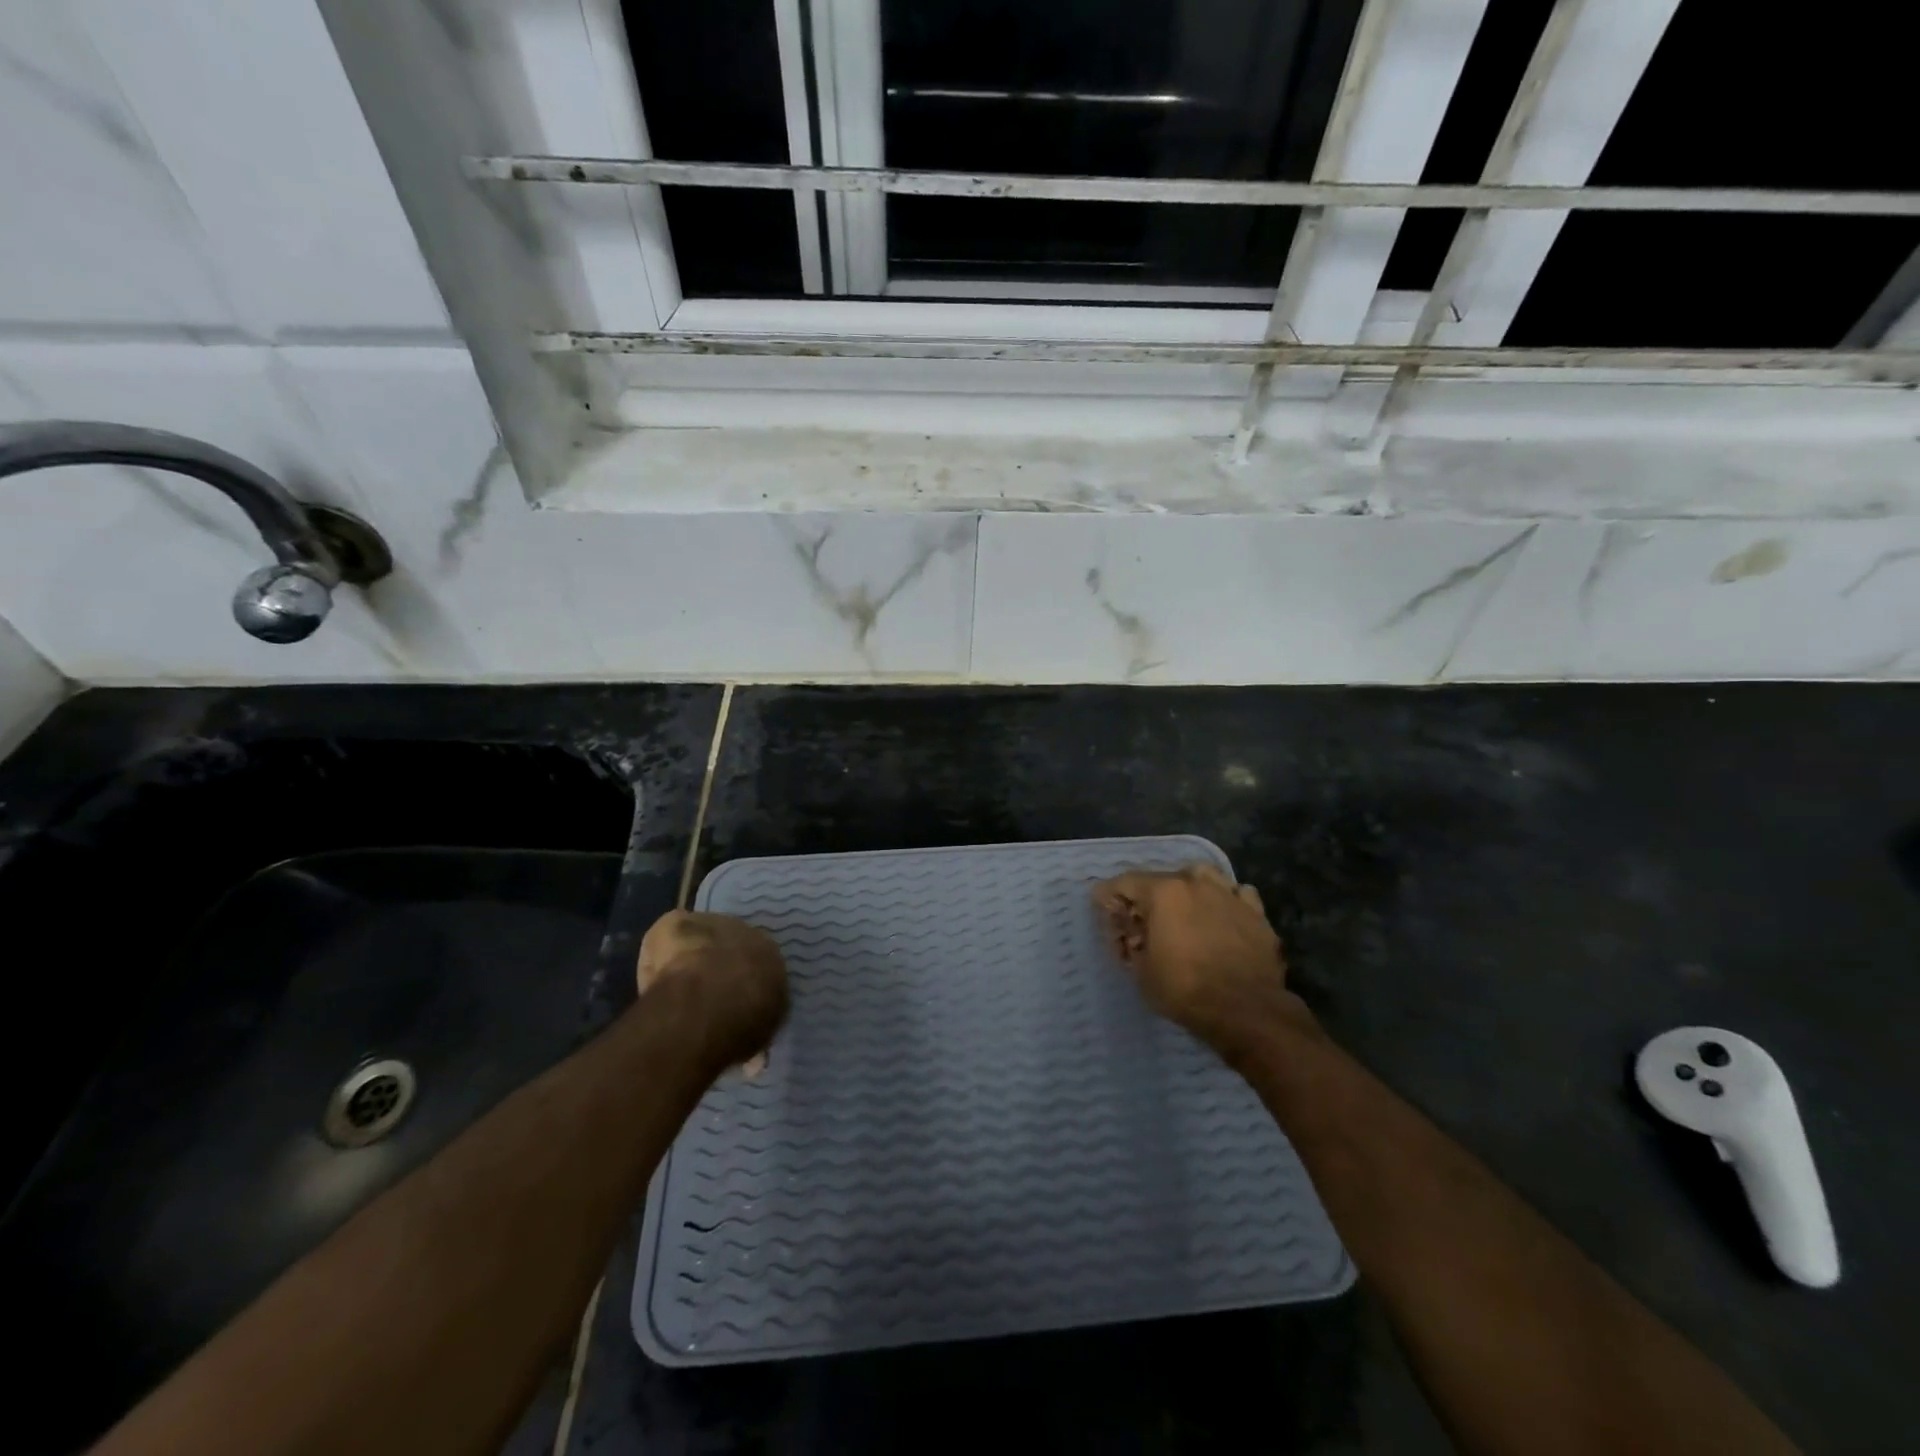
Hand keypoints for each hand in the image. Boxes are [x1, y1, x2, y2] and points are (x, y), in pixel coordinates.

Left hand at [637, 910, 788, 1067]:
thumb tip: (753, 1062)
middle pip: (726, 948)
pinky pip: (664, 940)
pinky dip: (657, 959)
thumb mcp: (762, 1039)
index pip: (757, 965)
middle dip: (715, 969)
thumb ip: (758, 1041)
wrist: (709, 1002)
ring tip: (673, 991)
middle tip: (700, 1000)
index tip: (728, 1008)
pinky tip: (651, 984)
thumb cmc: (743, 1022)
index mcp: (770, 955)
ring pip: (695, 942)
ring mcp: (709, 923)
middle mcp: (745, 931)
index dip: (741, 986)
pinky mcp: (676, 922)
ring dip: (687, 960)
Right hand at [1092, 863, 1304, 1062]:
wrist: (1246, 1010)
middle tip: (1141, 920)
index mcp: (1163, 892)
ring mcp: (1229, 895)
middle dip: (1147, 896)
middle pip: (1163, 878)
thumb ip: (1131, 944)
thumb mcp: (1142, 971)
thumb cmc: (1185, 989)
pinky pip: (1237, 894)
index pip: (1125, 882)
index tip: (1101, 905)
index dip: (1109, 895)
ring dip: (1189, 888)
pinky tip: (1223, 916)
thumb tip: (1131, 935)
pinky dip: (1226, 901)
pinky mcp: (1257, 913)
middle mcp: (1196, 883)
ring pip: (1204, 876)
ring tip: (1185, 908)